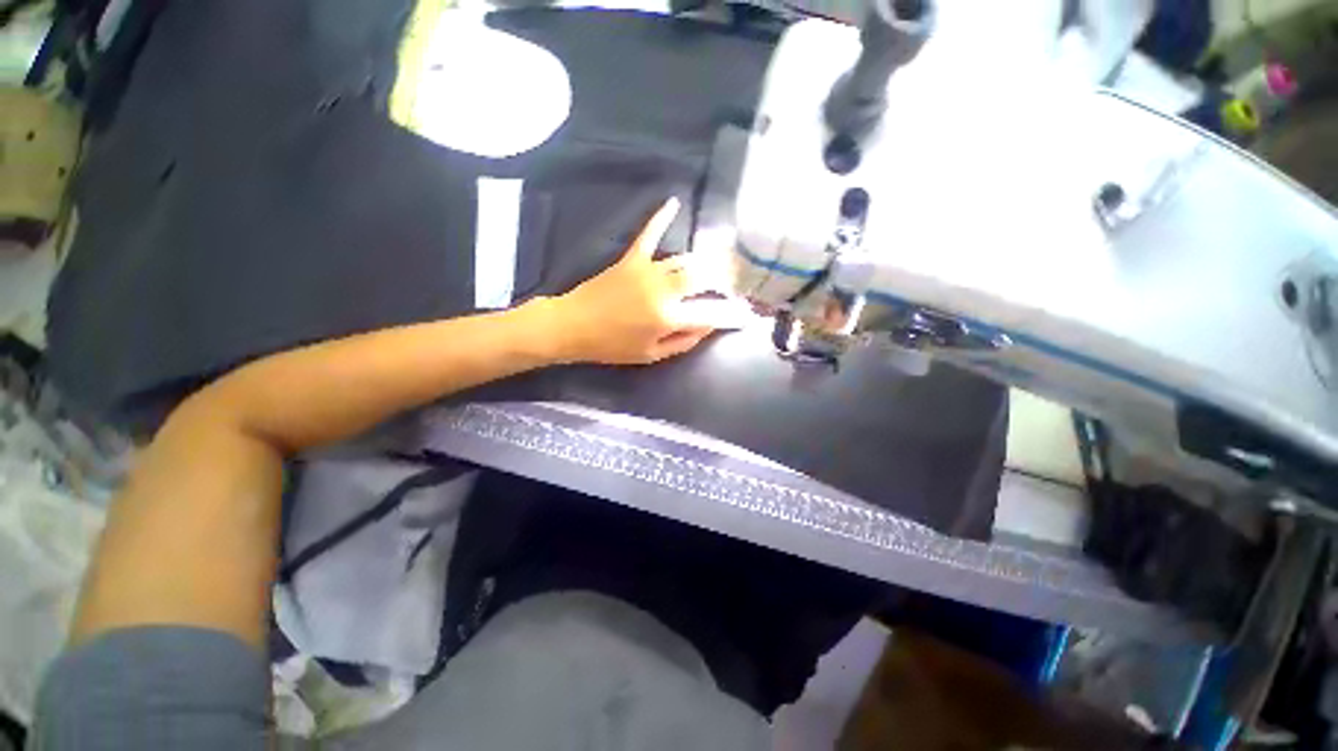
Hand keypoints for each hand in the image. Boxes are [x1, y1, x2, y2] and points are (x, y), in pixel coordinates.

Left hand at [549, 198, 746, 364]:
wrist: (573, 326)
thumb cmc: (613, 347)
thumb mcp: (652, 355)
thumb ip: (684, 341)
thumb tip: (708, 326)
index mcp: (668, 317)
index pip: (710, 313)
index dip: (731, 315)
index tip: (747, 315)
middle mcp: (663, 289)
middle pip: (703, 278)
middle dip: (724, 280)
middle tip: (737, 282)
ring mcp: (648, 270)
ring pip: (684, 260)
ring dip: (704, 262)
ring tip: (720, 261)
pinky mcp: (632, 259)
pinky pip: (650, 234)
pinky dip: (661, 218)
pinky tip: (674, 201)